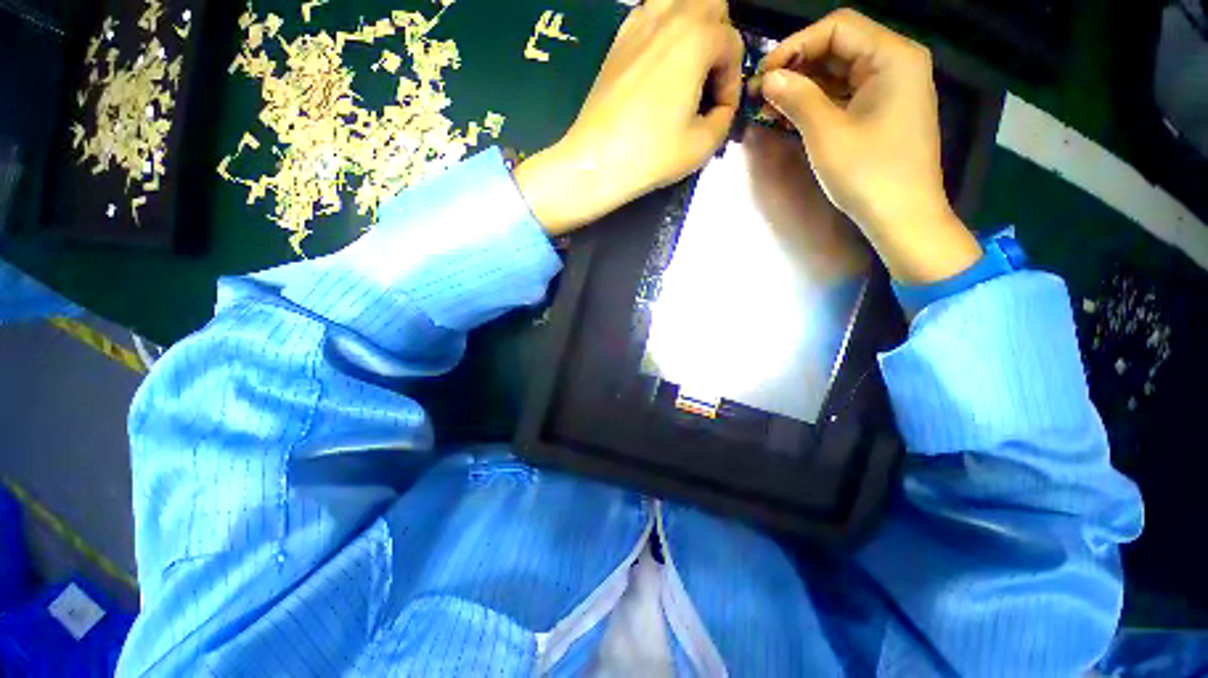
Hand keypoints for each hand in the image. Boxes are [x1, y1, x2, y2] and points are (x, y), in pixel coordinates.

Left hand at [514, 0, 743, 234]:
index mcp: (696, 38)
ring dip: (691, 25)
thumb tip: (721, 108)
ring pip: (677, 1)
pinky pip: (649, 15)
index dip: (733, 81)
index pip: (732, 44)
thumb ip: (724, 119)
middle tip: (709, 79)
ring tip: (687, 64)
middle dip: (719, 39)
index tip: (721, 111)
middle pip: (710, 5)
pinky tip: (659, 63)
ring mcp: (638, 24)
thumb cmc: (651, 154)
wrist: (597, 161)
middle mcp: (669, 17)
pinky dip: (662, 30)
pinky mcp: (617, 40)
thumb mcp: (702, 146)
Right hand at [750, 9, 980, 283]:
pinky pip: (846, 92)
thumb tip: (767, 78)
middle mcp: (896, 62)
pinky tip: (793, 113)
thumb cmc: (869, 174)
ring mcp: (892, 87)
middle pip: (839, 45)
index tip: (763, 73)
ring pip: (840, 70)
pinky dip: (819, 100)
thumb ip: (797, 98)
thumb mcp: (827, 134)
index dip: (796, 44)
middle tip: (761, 91)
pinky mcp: (884, 109)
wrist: (903, 217)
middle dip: (798, 64)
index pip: (838, 27)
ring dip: (804, 84)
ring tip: (770, 104)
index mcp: (893, 56)